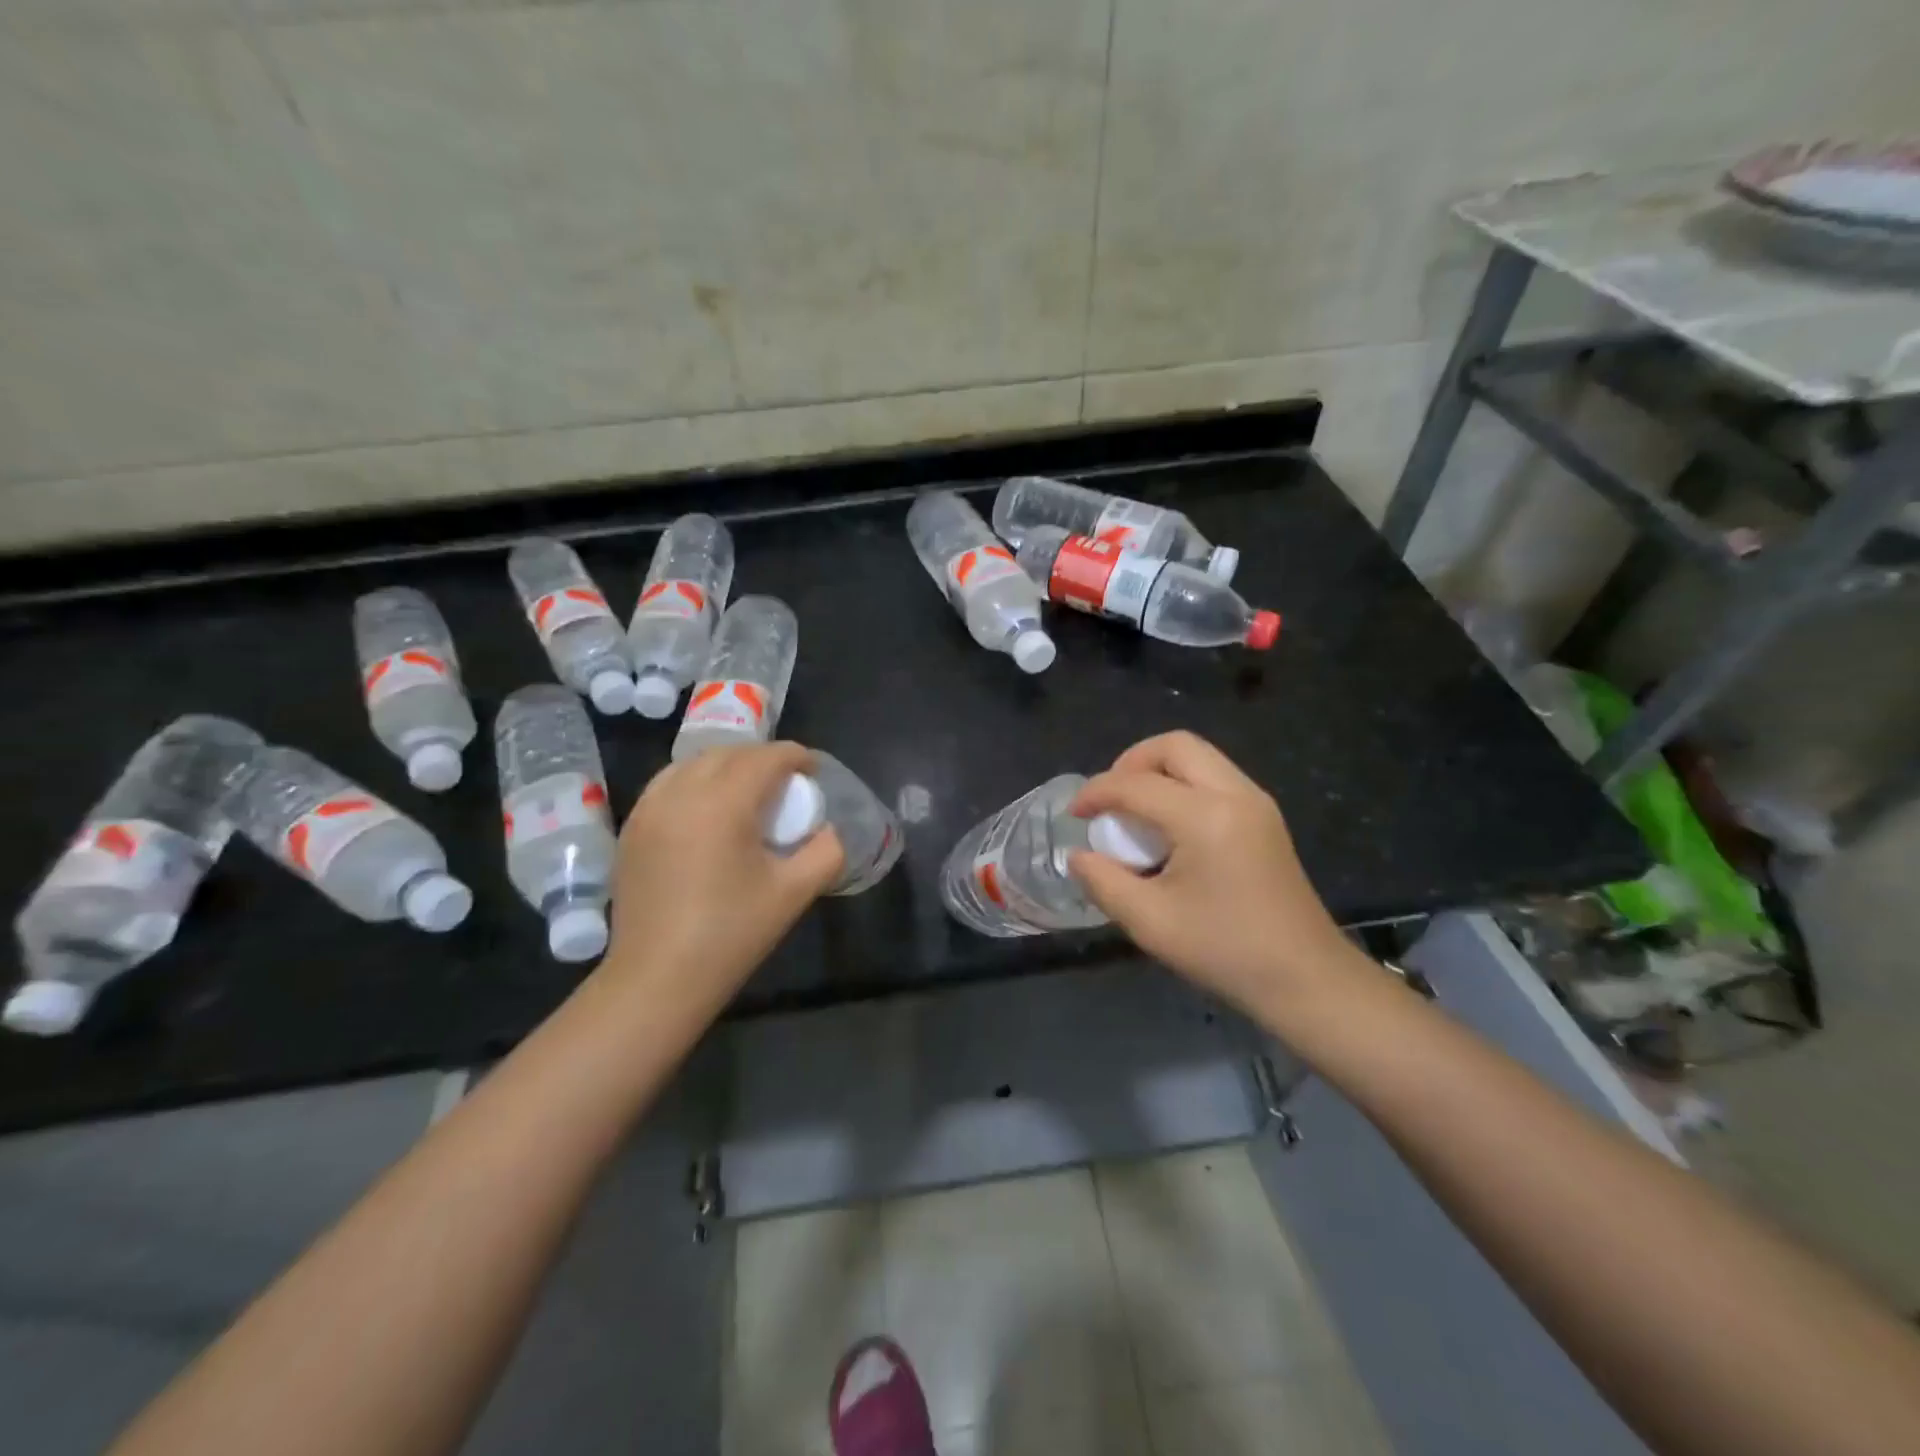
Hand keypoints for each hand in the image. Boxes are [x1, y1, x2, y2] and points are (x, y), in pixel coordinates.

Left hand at [602, 742, 843, 1022]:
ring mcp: (649, 809)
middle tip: (786, 783)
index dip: (794, 756)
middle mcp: (681, 793)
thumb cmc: (730, 934)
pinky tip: (708, 811)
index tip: (813, 769)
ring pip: (693, 764)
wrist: (657, 979)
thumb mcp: (794, 893)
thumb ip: (826, 852)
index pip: (764, 759)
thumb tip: (832, 830)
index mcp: (722, 804)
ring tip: (747, 791)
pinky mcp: (632, 828)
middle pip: (728, 753)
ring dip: (726, 765)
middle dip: (761, 758)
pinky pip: (668, 785)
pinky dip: (695, 782)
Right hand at [1068, 732, 1359, 1017]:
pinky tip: (1168, 827)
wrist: (1306, 979)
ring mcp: (1256, 802)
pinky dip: (1182, 785)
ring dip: (1158, 771)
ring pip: (1198, 756)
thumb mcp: (1150, 922)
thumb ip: (1104, 882)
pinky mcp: (1265, 817)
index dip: (1096, 793)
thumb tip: (1079, 856)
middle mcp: (1235, 794)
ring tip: (1134, 812)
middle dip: (1131, 763)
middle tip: (1109, 800)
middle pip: (1174, 745)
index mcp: (1205, 817)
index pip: (1136, 784)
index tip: (1073, 815)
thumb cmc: (1225, 951)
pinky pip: (1214, 777)